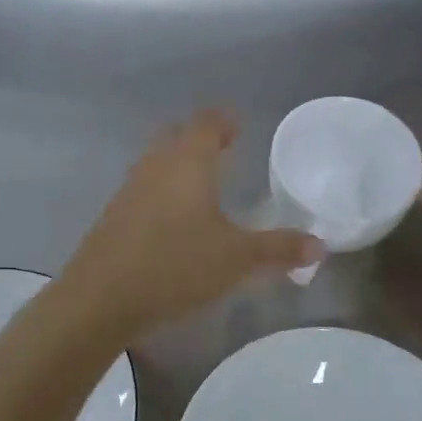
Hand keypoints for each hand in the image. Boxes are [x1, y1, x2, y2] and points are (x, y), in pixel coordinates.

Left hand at [60, 110, 320, 339]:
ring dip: (180, 167)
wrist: (101, 298)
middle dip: (201, 141)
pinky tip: (176, 223)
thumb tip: (320, 245)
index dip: (225, 121)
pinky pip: (145, 189)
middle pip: (178, 136)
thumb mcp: (237, 259)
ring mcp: (129, 188)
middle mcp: (155, 164)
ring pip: (158, 163)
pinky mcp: (114, 215)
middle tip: (227, 155)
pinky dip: (164, 193)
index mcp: (188, 160)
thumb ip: (279, 249)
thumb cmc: (176, 265)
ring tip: (205, 188)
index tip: (240, 129)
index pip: (208, 122)